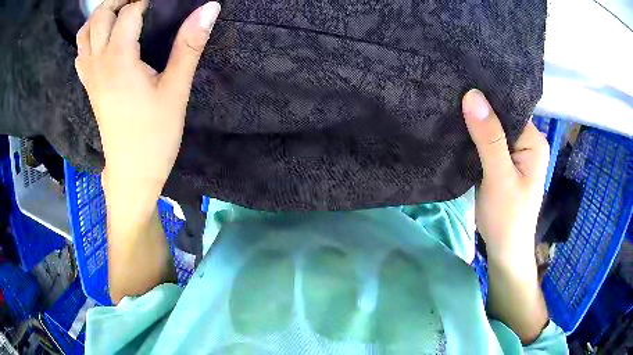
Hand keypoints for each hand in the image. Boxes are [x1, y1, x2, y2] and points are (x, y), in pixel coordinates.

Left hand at [75, 0, 220, 216]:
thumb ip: (189, 44)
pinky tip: (106, 37)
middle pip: (99, 16)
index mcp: (118, 60)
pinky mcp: (89, 87)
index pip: (128, 12)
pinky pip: (82, 51)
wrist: (131, 174)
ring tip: (123, 12)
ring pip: (85, 32)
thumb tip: (210, 8)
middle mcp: (98, 63)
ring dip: (102, 15)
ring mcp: (90, 76)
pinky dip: (91, 35)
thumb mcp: (176, 90)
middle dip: (119, 0)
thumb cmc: (154, 136)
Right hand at [462, 89, 549, 262]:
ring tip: (448, 106)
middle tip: (450, 93)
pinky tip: (455, 130)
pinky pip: (486, 143)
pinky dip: (472, 139)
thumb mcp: (500, 177)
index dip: (487, 97)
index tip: (461, 83)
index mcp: (534, 141)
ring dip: (473, 124)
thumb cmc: (507, 217)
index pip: (509, 108)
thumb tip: (472, 95)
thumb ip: (489, 138)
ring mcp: (513, 153)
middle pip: (500, 117)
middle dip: (478, 109)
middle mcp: (526, 143)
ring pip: (491, 130)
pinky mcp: (501, 163)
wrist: (504, 250)